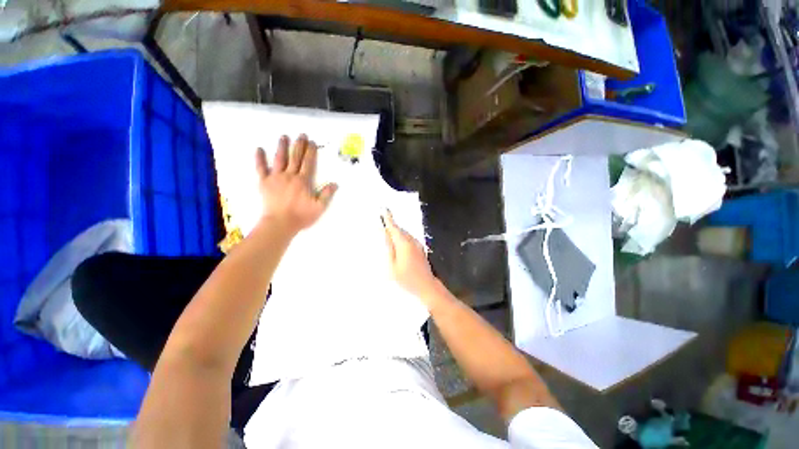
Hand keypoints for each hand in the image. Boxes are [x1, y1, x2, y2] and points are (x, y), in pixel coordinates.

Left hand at [256, 134, 336, 233]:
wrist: (280, 223)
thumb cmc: (301, 216)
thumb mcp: (319, 207)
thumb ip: (327, 194)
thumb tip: (335, 183)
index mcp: (303, 181)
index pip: (308, 163)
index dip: (311, 152)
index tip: (312, 142)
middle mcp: (290, 175)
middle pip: (295, 157)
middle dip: (299, 145)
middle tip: (301, 135)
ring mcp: (276, 178)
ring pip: (279, 159)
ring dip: (282, 147)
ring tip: (284, 137)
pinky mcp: (264, 182)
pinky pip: (260, 168)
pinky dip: (259, 159)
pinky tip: (259, 149)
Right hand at [382, 210, 439, 305]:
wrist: (426, 286)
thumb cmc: (407, 278)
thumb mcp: (393, 265)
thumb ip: (389, 247)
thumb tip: (385, 233)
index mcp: (404, 243)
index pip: (394, 227)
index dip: (388, 218)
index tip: (384, 209)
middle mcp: (412, 240)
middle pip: (399, 229)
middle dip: (391, 224)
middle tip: (382, 218)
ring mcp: (417, 244)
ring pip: (404, 234)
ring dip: (396, 231)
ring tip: (386, 230)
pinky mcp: (420, 248)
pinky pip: (408, 238)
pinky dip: (401, 237)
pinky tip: (396, 242)